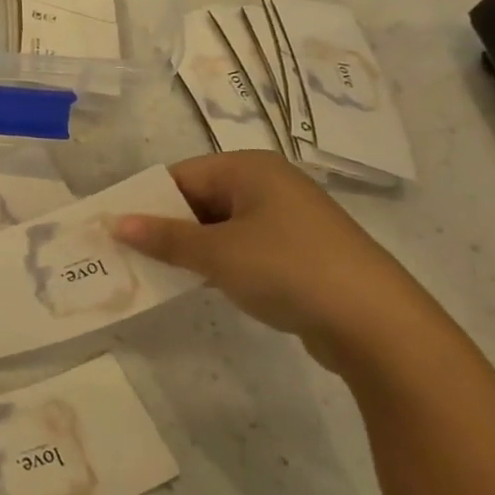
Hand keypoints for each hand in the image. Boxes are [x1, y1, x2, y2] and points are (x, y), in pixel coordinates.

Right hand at [112, 152, 431, 367]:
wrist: (378, 325)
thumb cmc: (288, 269)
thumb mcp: (217, 253)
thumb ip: (163, 237)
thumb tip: (116, 223)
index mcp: (249, 168)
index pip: (180, 176)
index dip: (146, 203)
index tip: (115, 230)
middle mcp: (269, 185)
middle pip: (199, 199)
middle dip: (166, 227)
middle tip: (128, 255)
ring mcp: (288, 219)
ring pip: (220, 226)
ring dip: (190, 248)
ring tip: (155, 272)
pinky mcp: (299, 253)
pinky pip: (243, 248)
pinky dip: (219, 263)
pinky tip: (200, 285)